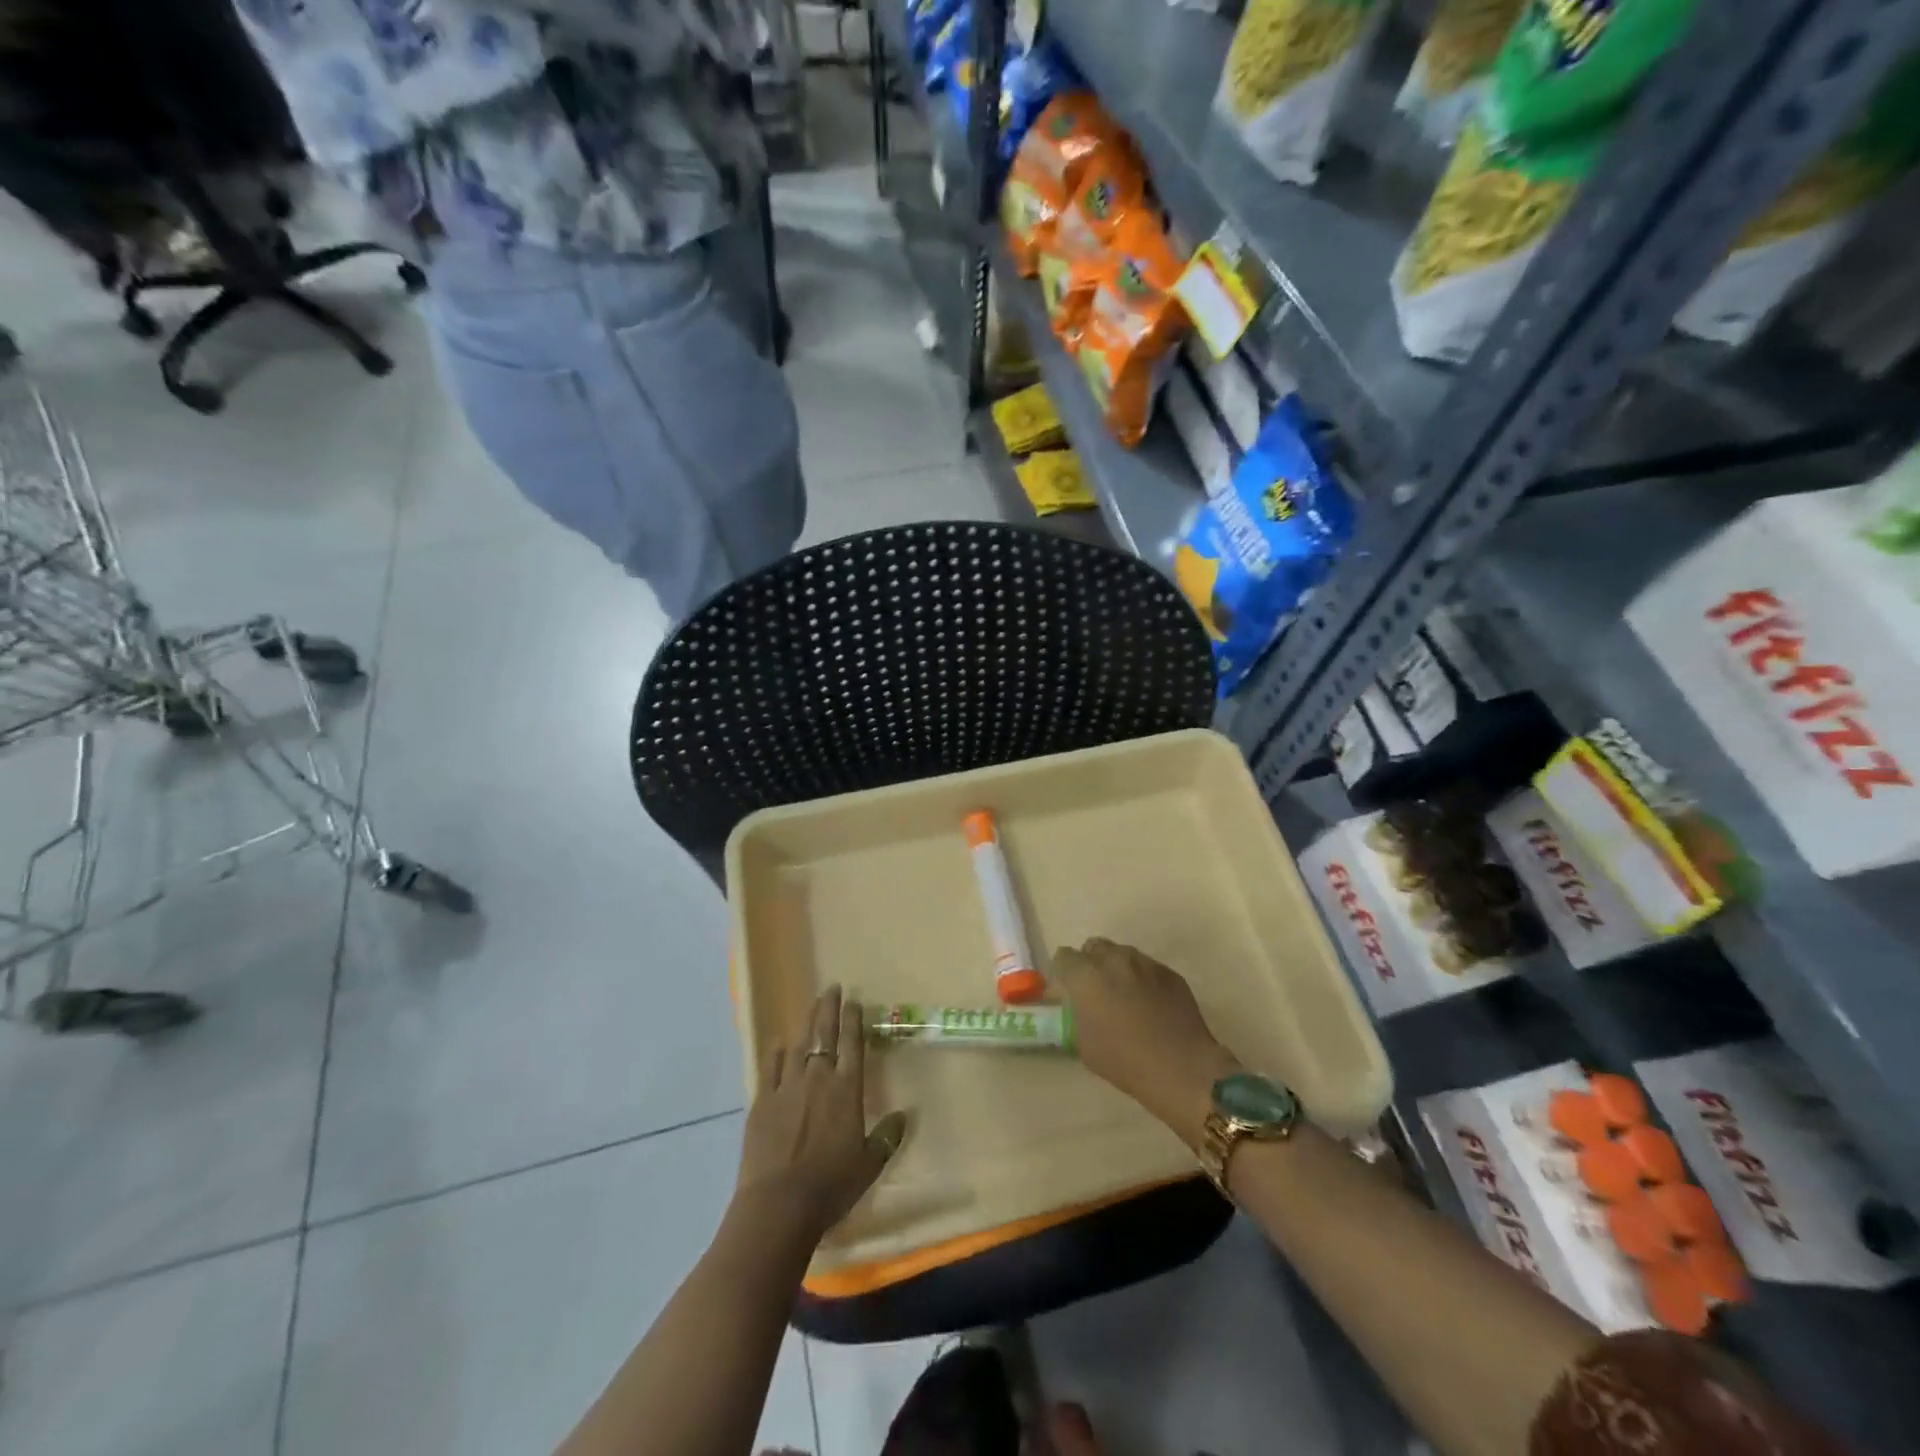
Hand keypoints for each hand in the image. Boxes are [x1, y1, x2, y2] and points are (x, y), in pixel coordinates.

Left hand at [734, 985, 907, 1245]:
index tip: (853, 1000)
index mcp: (847, 1089)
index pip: (852, 1044)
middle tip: (831, 987)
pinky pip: (770, 1067)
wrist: (779, 1204)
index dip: (853, 1019)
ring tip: (809, 1009)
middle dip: (828, 1008)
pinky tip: (778, 1042)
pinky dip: (776, 1052)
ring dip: (805, 1025)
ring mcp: (787, 1086)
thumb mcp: (870, 1165)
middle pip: (824, 1034)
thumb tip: (903, 1116)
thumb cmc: (831, 1185)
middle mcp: (818, 1078)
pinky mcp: (762, 1101)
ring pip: (798, 1045)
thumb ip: (887, 1137)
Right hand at [1050, 938, 1237, 1147]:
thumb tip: (1079, 1004)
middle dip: (1090, 964)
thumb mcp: (1083, 1043)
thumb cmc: (1124, 1060)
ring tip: (1125, 996)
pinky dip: (1141, 979)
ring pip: (1122, 954)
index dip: (1063, 973)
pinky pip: (1147, 968)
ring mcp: (1145, 963)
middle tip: (1095, 991)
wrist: (1181, 1067)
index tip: (1068, 990)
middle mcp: (1114, 959)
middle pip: (1093, 947)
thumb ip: (1076, 1014)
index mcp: (1086, 975)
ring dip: (1116, 969)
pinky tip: (1149, 1004)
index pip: (1064, 957)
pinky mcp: (1169, 972)